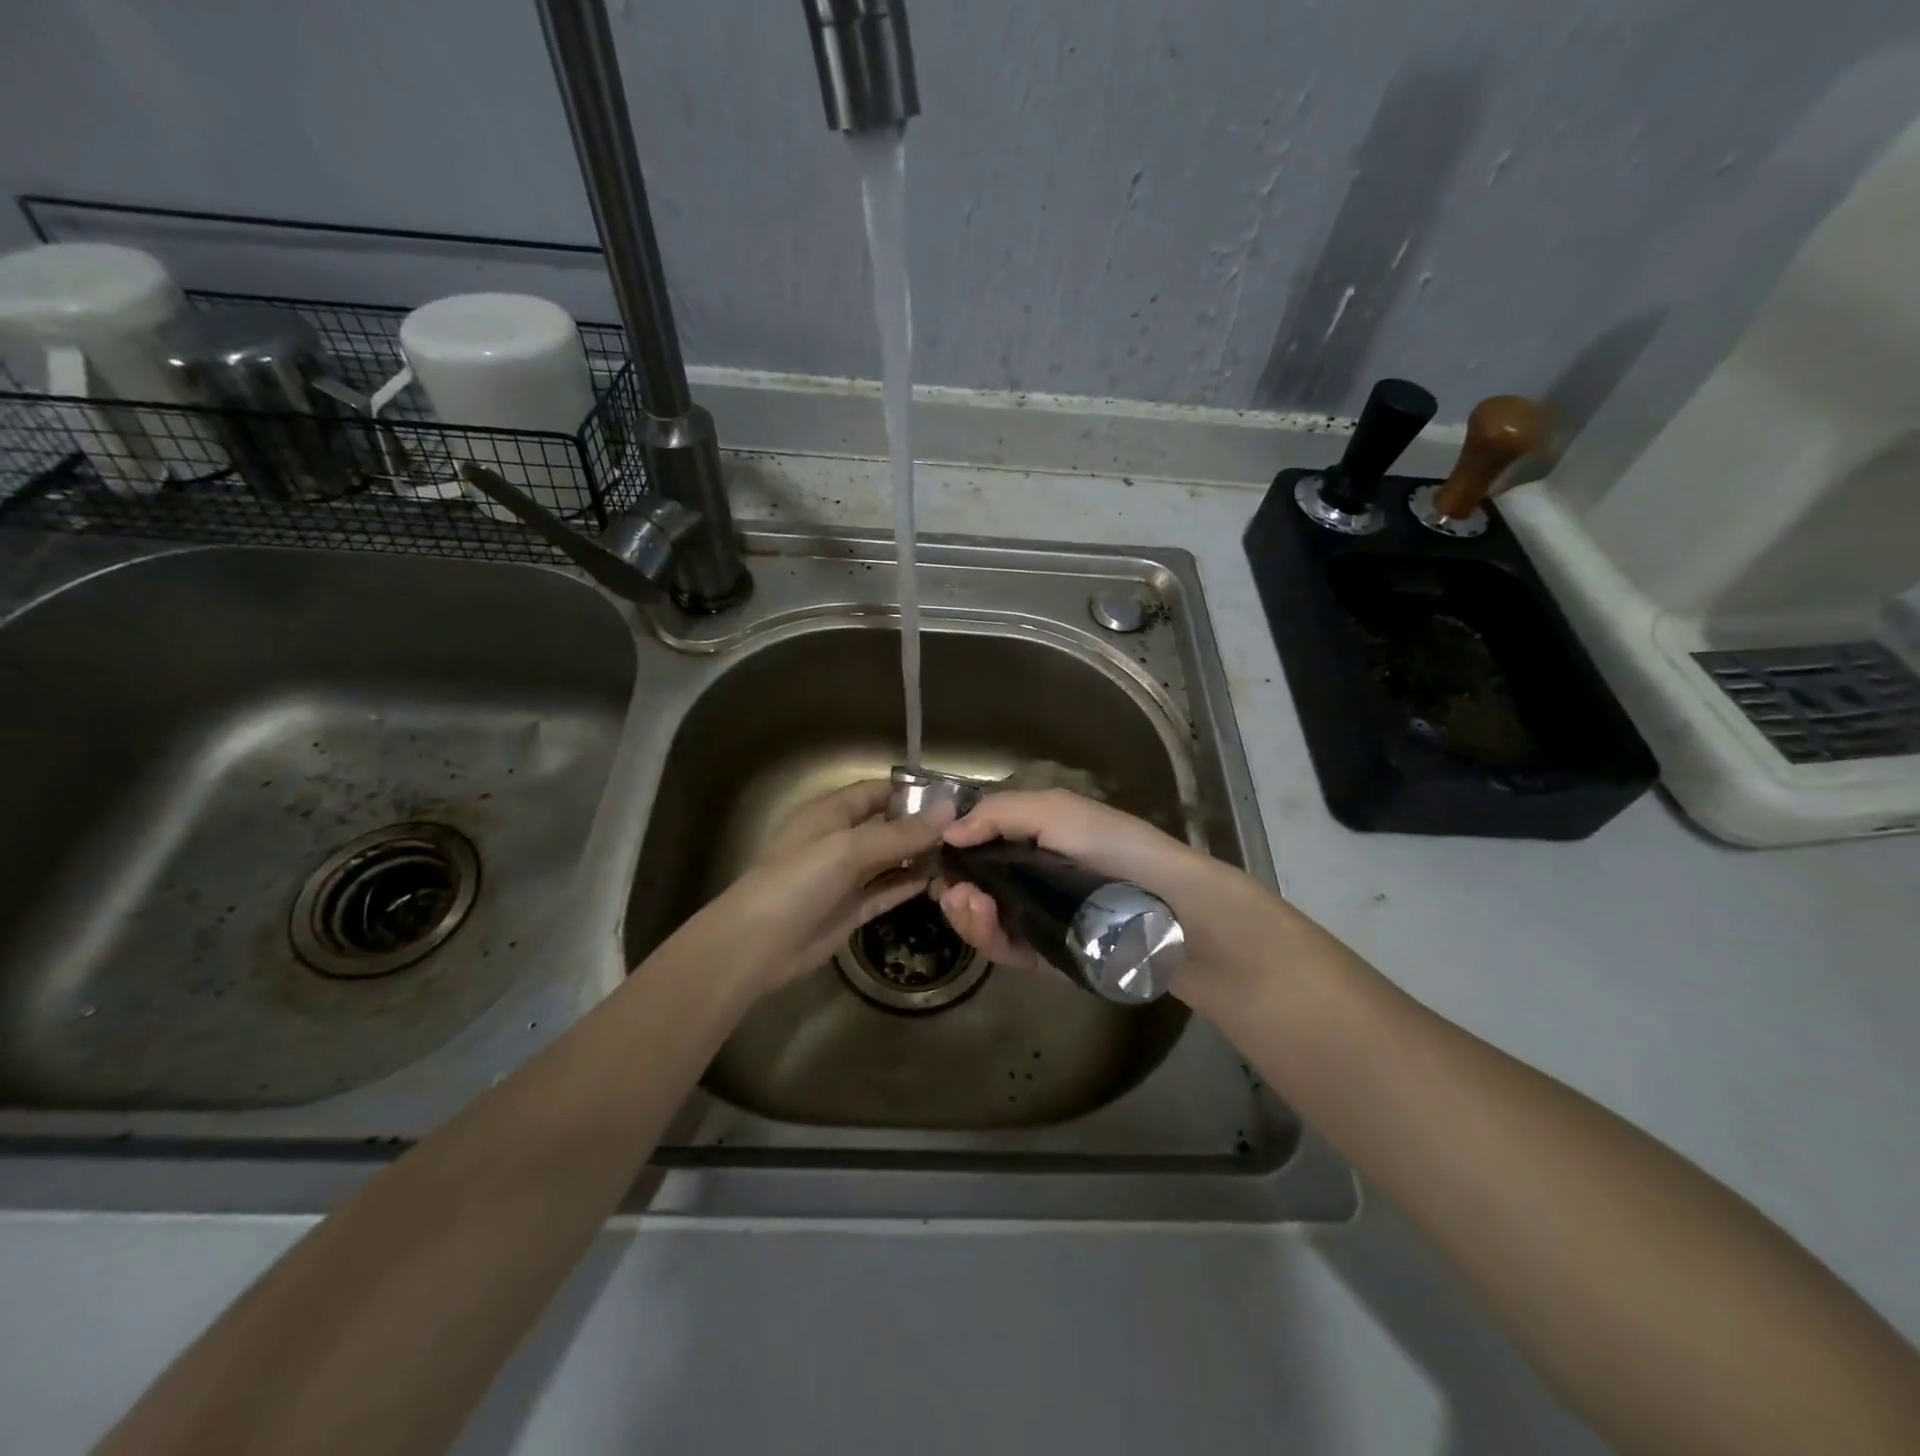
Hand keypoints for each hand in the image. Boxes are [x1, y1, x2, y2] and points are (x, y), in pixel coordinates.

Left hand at [670, 780, 950, 1000]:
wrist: (756, 947)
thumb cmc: (797, 882)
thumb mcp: (848, 849)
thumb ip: (899, 832)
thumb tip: (950, 812)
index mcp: (831, 813)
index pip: (877, 791)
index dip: (911, 791)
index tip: (954, 796)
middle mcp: (841, 840)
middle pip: (888, 825)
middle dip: (923, 825)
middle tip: (970, 830)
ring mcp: (847, 876)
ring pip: (891, 859)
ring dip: (921, 856)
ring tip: (965, 855)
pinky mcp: (852, 909)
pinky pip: (888, 890)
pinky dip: (911, 884)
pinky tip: (941, 881)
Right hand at [933, 789, 1298, 1006]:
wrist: (1172, 911)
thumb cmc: (1115, 848)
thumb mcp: (1058, 811)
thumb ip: (1000, 814)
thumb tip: (948, 831)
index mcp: (1035, 839)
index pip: (980, 843)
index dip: (953, 847)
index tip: (933, 852)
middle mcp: (1030, 878)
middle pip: (974, 884)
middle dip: (954, 885)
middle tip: (950, 888)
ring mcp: (1035, 919)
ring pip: (982, 919)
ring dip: (964, 911)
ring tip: (965, 901)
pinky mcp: (1043, 956)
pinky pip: (1002, 948)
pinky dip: (985, 936)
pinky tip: (981, 917)